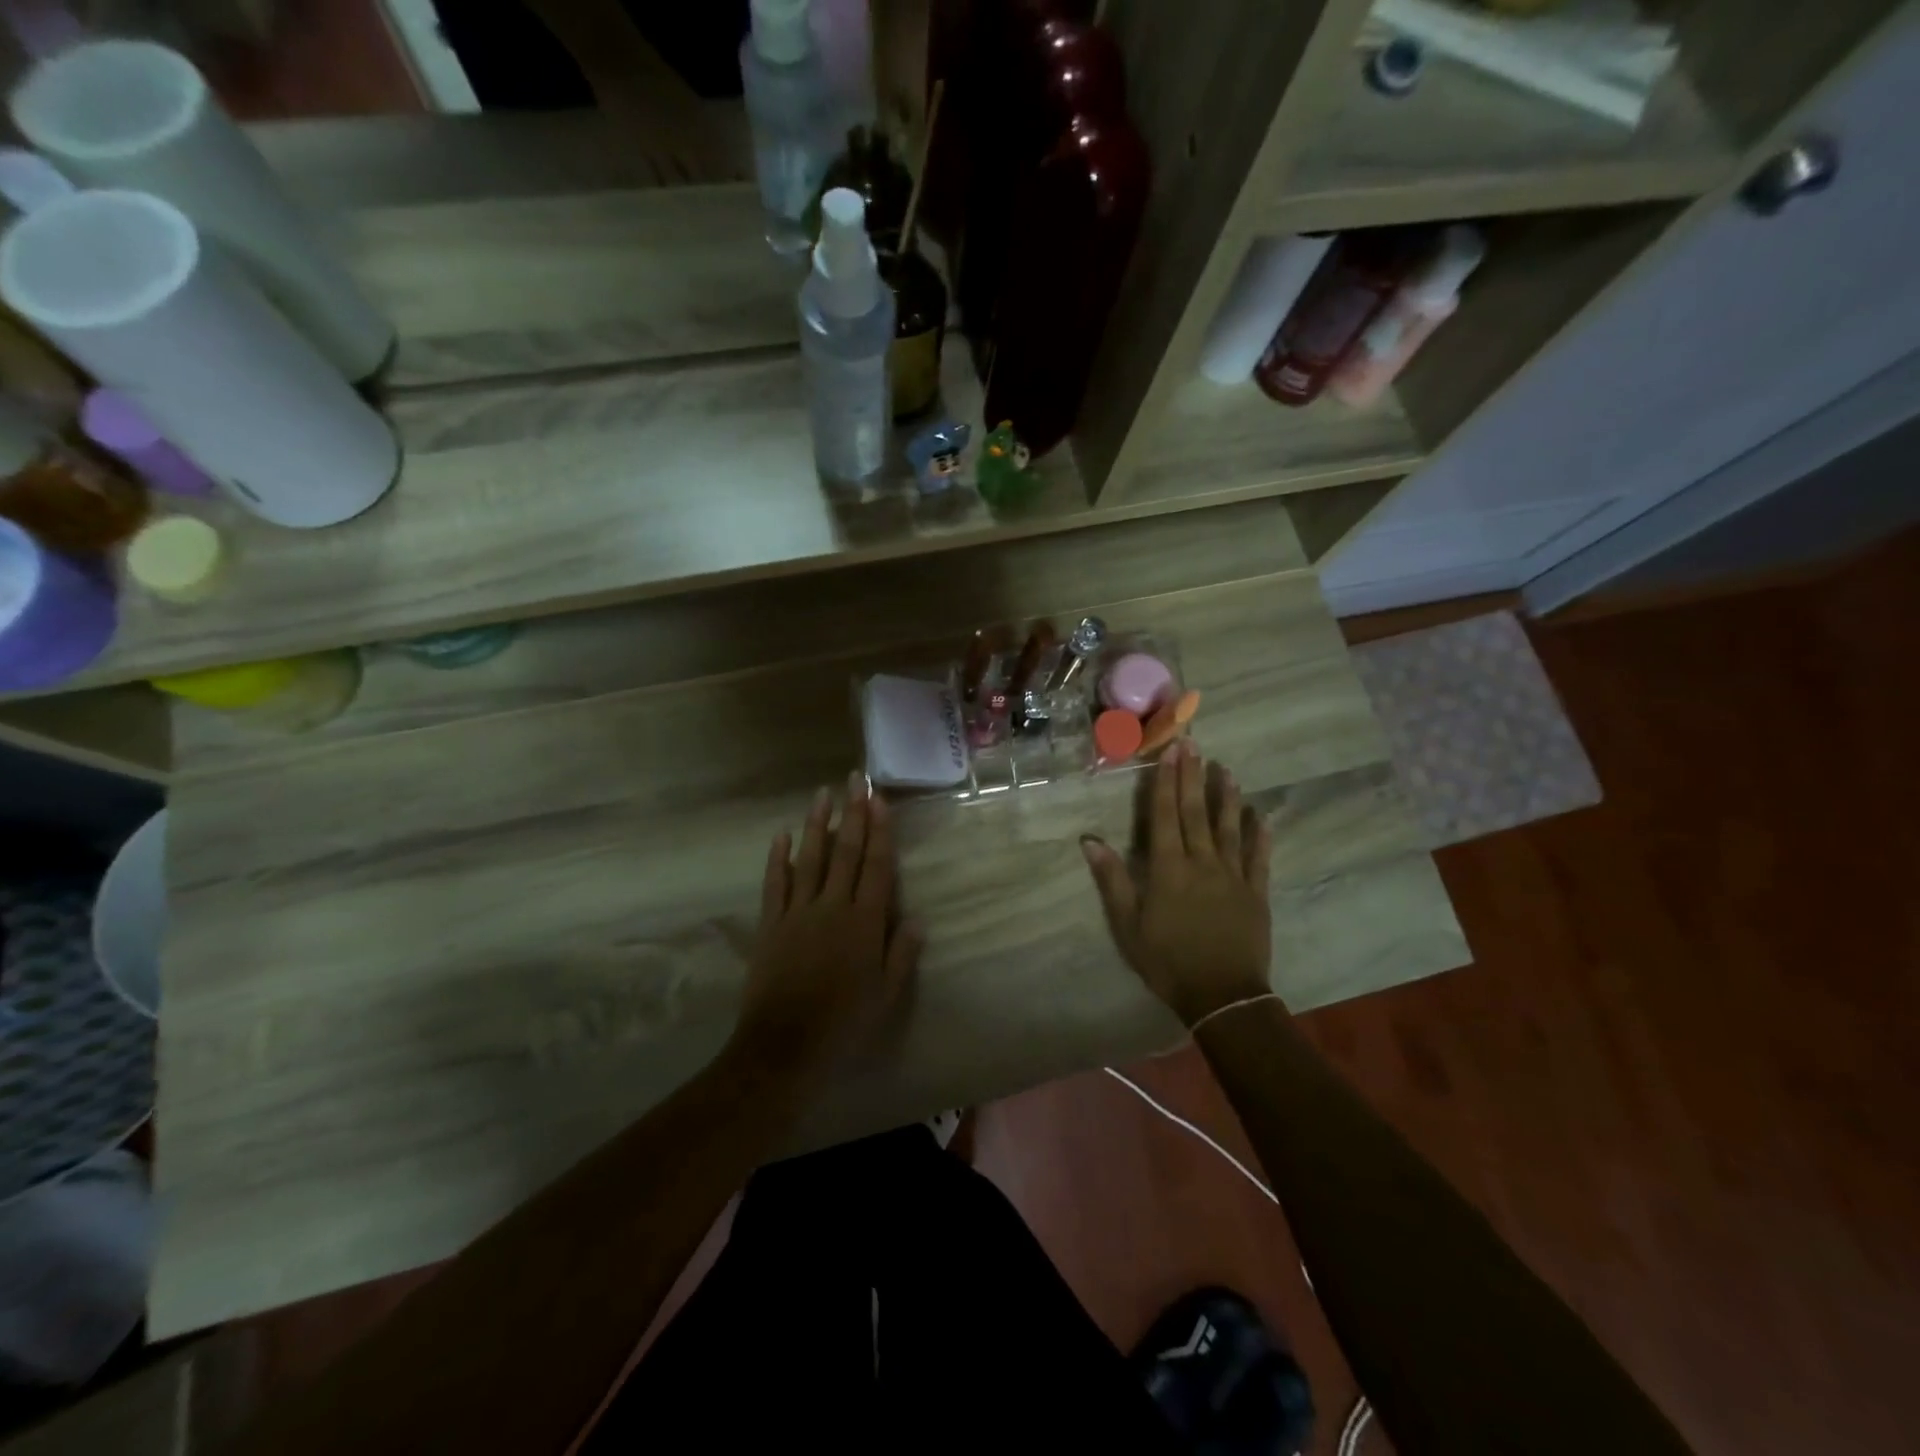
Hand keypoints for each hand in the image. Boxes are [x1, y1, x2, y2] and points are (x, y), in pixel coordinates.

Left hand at [730, 774, 923, 1084]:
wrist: (785, 1047)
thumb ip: (902, 953)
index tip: (879, 799)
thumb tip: (918, 918)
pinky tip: (781, 835)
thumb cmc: (844, 1023)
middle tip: (855, 779)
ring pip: (810, 858)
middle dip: (852, 813)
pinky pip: (775, 884)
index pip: (877, 866)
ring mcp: (798, 912)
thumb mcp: (887, 995)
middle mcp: (833, 906)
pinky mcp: (770, 924)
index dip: (880, 830)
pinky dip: (778, 858)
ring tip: (822, 793)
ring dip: (817, 824)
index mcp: (865, 922)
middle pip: (846, 852)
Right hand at [1081, 741, 1274, 1027]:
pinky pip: (1258, 858)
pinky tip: (1262, 815)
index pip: (1164, 815)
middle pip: (1195, 813)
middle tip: (1194, 744)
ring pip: (1229, 828)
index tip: (1169, 751)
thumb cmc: (1167, 961)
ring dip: (1227, 797)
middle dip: (1193, 776)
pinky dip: (1260, 835)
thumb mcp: (1128, 925)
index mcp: (1168, 869)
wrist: (1221, 996)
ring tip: (1226, 769)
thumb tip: (1089, 840)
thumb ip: (1112, 880)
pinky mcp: (1256, 893)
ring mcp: (1233, 876)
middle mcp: (1202, 862)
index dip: (1165, 782)